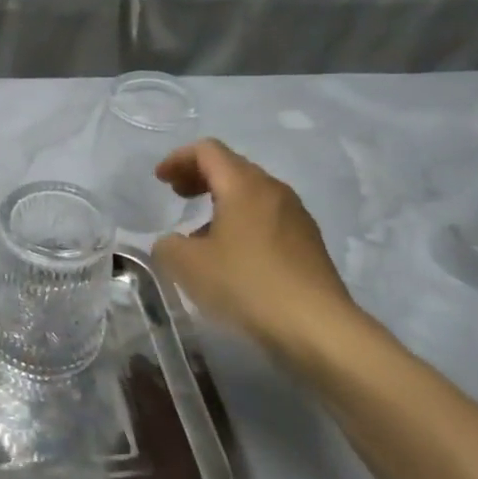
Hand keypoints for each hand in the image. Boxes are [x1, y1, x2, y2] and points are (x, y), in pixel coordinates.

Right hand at [152, 139, 373, 371]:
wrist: (317, 327)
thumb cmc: (247, 285)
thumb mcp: (188, 266)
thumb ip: (168, 245)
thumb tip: (172, 242)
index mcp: (244, 185)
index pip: (208, 151)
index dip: (179, 158)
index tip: (160, 180)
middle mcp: (274, 191)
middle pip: (232, 167)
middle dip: (199, 176)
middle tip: (176, 194)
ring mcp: (296, 216)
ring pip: (252, 193)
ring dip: (221, 200)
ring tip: (200, 230)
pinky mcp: (308, 243)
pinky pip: (267, 217)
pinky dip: (242, 221)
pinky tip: (232, 255)